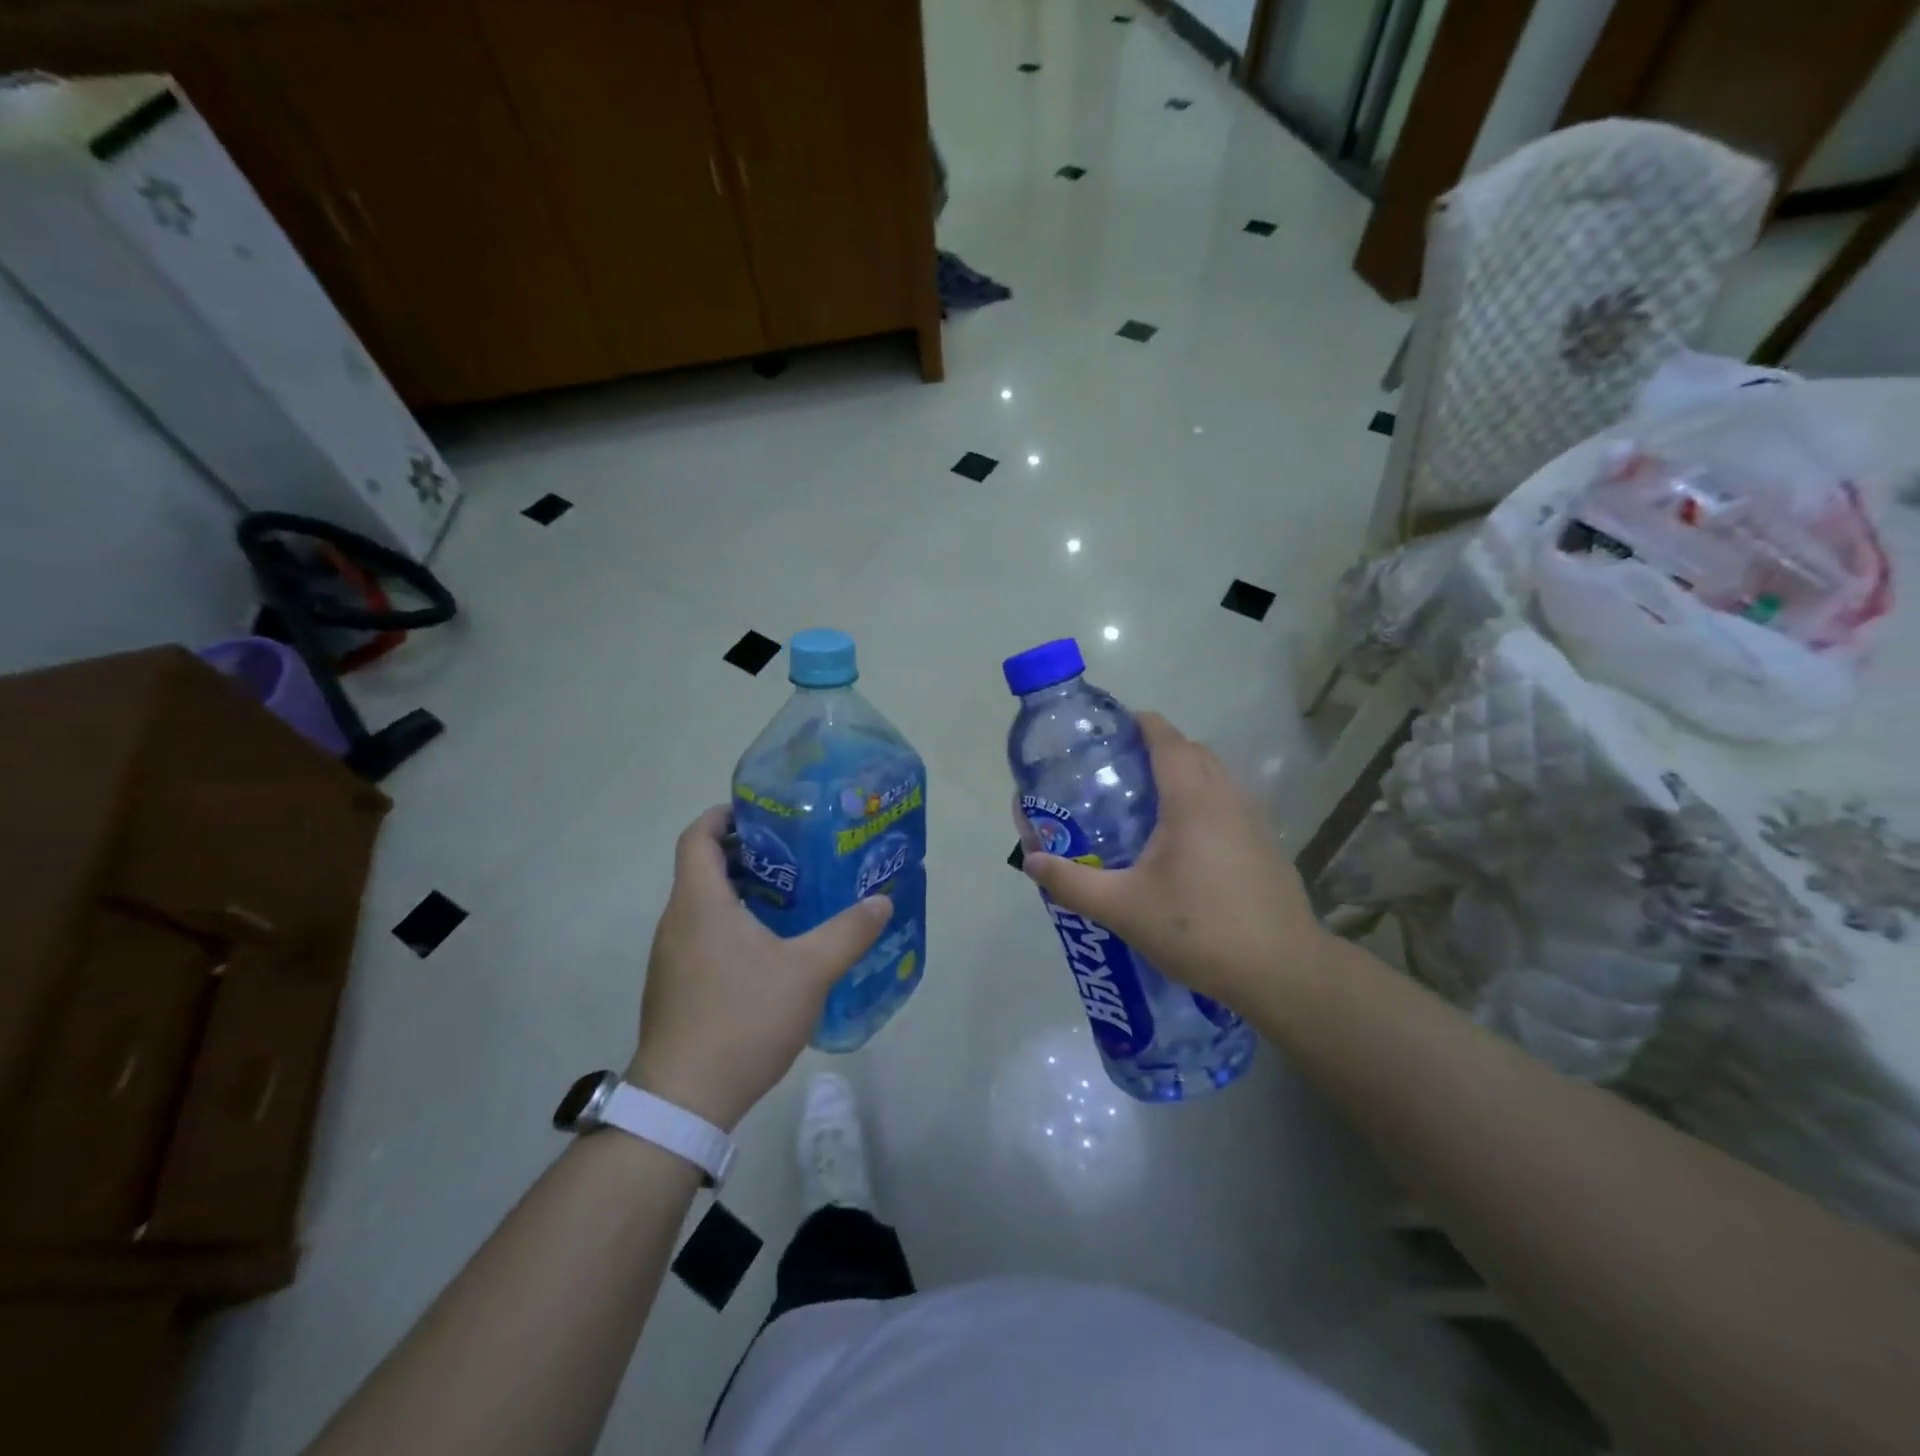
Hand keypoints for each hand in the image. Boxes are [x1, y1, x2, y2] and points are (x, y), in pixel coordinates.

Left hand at [628, 807, 891, 1129]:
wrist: (685, 1100)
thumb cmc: (743, 1018)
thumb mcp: (809, 972)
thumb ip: (848, 932)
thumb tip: (882, 902)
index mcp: (700, 903)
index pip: (699, 837)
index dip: (724, 816)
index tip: (761, 812)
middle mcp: (677, 922)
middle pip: (702, 868)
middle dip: (746, 853)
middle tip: (794, 854)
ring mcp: (670, 957)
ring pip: (703, 905)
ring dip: (740, 892)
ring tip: (791, 897)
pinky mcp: (674, 986)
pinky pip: (701, 936)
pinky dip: (731, 925)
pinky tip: (769, 950)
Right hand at [1020, 712, 1328, 1010]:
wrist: (1283, 971)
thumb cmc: (1199, 930)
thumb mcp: (1124, 909)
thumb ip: (1073, 883)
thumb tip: (1030, 861)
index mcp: (1191, 799)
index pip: (1164, 736)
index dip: (1135, 723)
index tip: (1104, 733)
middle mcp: (1225, 796)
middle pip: (1189, 750)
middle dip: (1152, 748)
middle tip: (1113, 771)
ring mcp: (1252, 818)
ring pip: (1212, 774)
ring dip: (1180, 773)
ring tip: (1142, 802)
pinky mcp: (1265, 842)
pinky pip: (1226, 800)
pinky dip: (1200, 799)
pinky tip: (1181, 841)